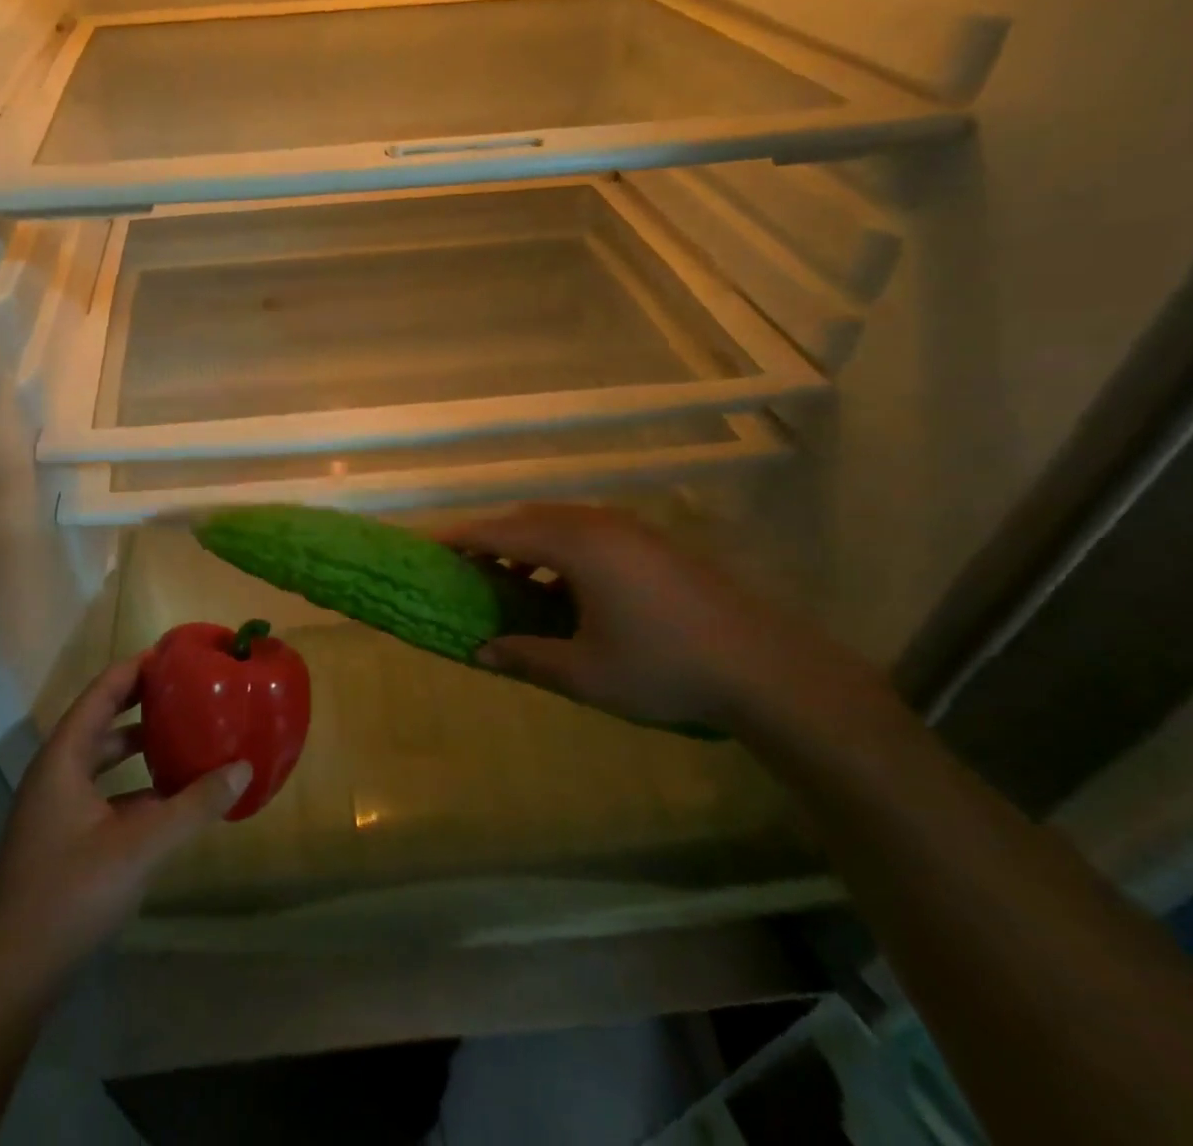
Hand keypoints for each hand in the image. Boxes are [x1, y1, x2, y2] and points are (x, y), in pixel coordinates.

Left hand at [0, 655, 250, 993]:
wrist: (13, 975)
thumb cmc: (72, 894)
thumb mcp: (142, 845)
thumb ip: (195, 805)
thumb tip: (244, 768)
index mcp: (63, 759)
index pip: (102, 693)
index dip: (135, 669)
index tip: (174, 654)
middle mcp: (54, 773)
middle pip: (100, 720)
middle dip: (140, 702)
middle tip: (185, 690)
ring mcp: (53, 808)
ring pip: (100, 759)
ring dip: (137, 746)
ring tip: (181, 736)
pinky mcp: (59, 838)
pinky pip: (101, 792)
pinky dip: (132, 785)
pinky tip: (166, 799)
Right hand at [443, 503, 882, 730]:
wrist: (763, 666)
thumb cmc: (663, 667)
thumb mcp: (585, 672)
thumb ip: (525, 656)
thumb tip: (479, 651)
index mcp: (576, 546)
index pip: (501, 532)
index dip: (462, 538)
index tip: (429, 546)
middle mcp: (599, 524)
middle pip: (528, 520)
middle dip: (492, 539)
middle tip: (465, 567)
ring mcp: (631, 529)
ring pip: (560, 523)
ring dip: (528, 545)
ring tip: (510, 581)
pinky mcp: (653, 542)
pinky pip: (588, 532)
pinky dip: (559, 550)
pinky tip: (563, 588)